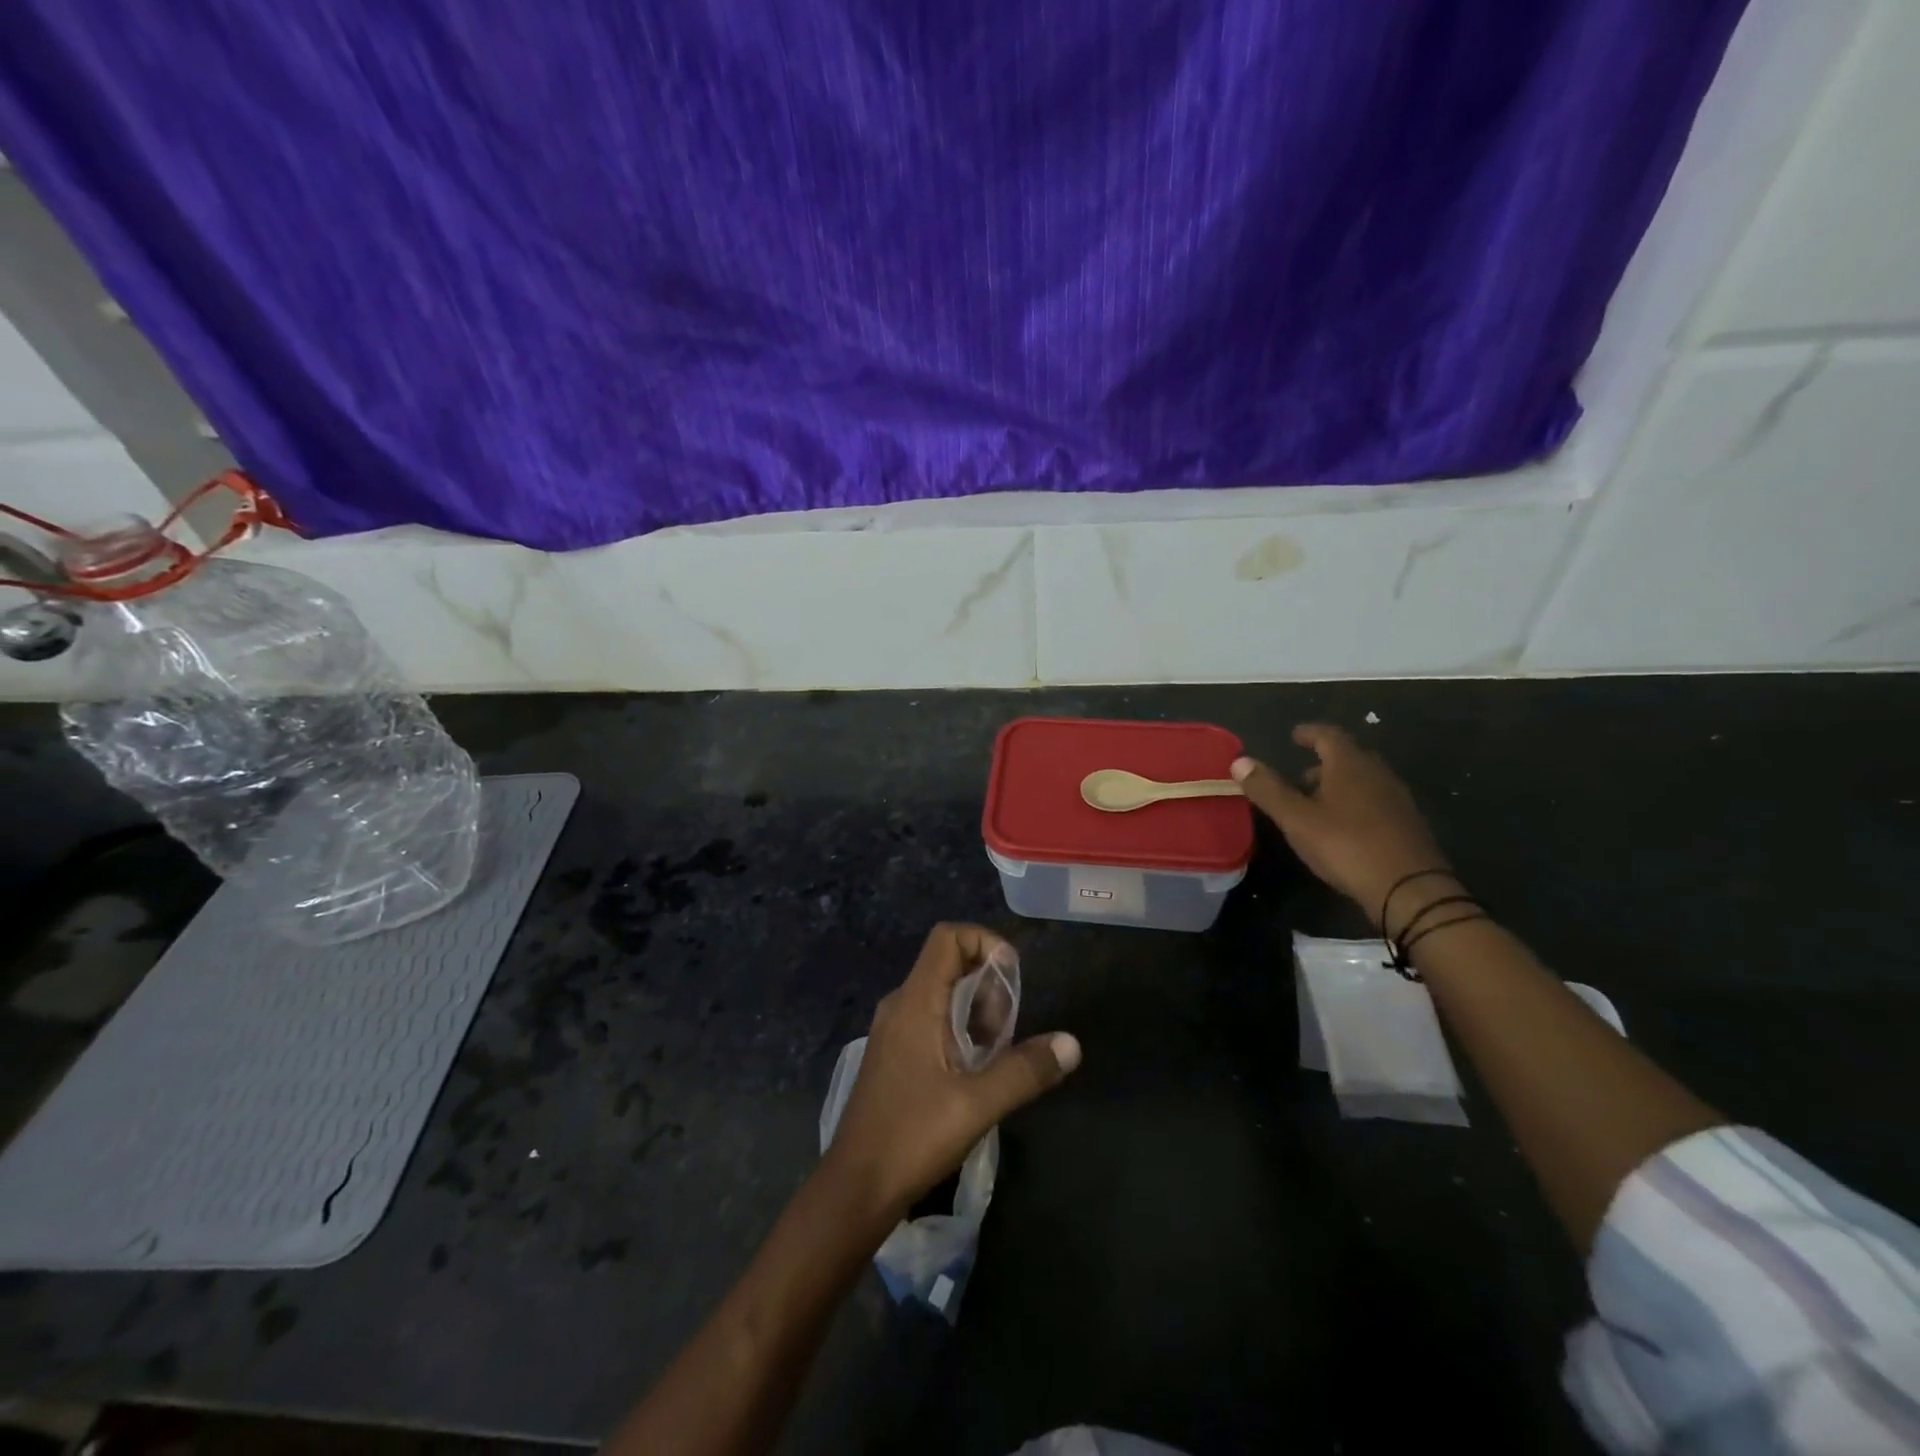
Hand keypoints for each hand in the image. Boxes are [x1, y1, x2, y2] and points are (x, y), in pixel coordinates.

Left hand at [823, 923, 1080, 1221]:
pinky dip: (959, 1028)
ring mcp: (893, 1030)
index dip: (985, 942)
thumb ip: (1025, 1070)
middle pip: (949, 963)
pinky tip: (974, 1070)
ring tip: (996, 1053)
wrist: (854, 1189)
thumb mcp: (976, 1106)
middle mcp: (900, 1004)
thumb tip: (1071, 1043)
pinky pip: (931, 1018)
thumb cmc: (912, 1138)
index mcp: (914, 1002)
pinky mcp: (894, 1054)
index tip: (1012, 979)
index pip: (948, 937)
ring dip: (976, 1010)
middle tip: (1007, 1030)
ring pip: (942, 993)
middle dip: (988, 984)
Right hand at [1231, 724, 1453, 929]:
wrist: (1410, 889)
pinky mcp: (1408, 825)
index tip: (1295, 735)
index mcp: (1350, 765)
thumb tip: (1239, 761)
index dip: (1310, 733)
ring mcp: (1397, 799)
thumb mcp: (1297, 819)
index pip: (1328, 735)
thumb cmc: (1346, 845)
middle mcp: (1377, 774)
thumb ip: (1268, 789)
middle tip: (1300, 777)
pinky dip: (1356, 804)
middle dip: (1323, 763)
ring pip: (1363, 781)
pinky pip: (1376, 802)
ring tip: (1317, 805)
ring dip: (1339, 785)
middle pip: (1349, 758)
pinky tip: (1344, 827)